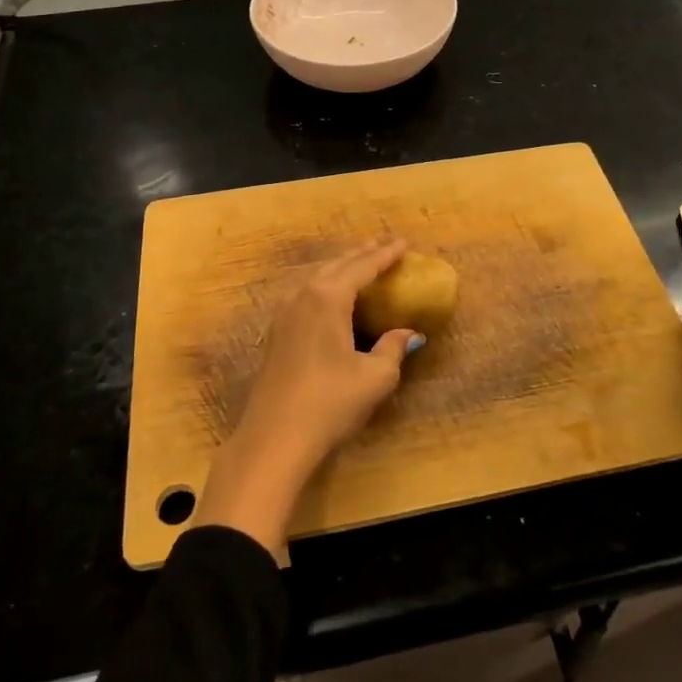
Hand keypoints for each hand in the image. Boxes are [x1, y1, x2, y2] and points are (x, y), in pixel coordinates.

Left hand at [191, 239, 422, 553]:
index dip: (386, 255)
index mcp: (328, 298)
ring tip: (360, 263)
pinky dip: (326, 284)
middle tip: (383, 245)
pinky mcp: (276, 332)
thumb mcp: (374, 378)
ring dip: (341, 267)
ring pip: (318, 277)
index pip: (363, 267)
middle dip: (362, 254)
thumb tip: (408, 333)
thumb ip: (393, 348)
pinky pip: (306, 293)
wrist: (274, 439)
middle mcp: (303, 295)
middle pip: (337, 265)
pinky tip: (331, 294)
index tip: (403, 242)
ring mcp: (285, 313)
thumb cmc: (330, 403)